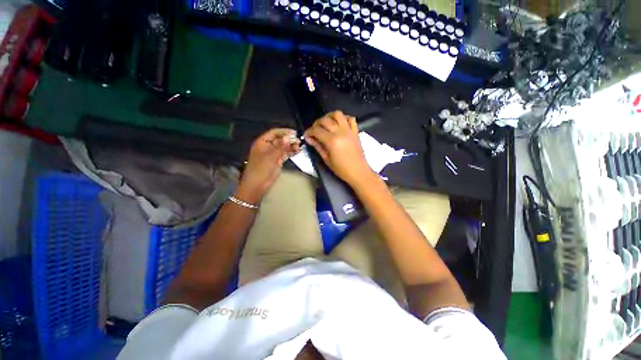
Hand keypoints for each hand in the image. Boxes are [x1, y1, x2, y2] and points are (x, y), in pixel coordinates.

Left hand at [237, 128, 300, 203]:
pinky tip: (297, 151)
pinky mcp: (277, 161)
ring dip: (291, 146)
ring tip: (299, 146)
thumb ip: (280, 147)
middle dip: (289, 139)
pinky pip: (285, 154)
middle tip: (299, 141)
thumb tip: (288, 137)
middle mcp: (268, 146)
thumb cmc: (261, 169)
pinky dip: (291, 152)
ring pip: (283, 147)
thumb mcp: (270, 157)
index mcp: (262, 142)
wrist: (257, 185)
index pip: (274, 133)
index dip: (284, 132)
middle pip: (280, 139)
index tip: (294, 132)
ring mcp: (273, 154)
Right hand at [304, 111, 374, 185]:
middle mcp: (340, 132)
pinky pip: (351, 118)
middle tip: (314, 131)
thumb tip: (309, 139)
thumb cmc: (341, 169)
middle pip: (325, 120)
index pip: (317, 130)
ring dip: (329, 116)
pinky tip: (339, 124)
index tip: (306, 135)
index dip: (309, 131)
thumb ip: (318, 147)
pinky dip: (344, 118)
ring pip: (338, 114)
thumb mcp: (326, 159)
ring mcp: (349, 130)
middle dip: (316, 123)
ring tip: (326, 123)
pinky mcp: (355, 131)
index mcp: (332, 141)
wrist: (358, 171)